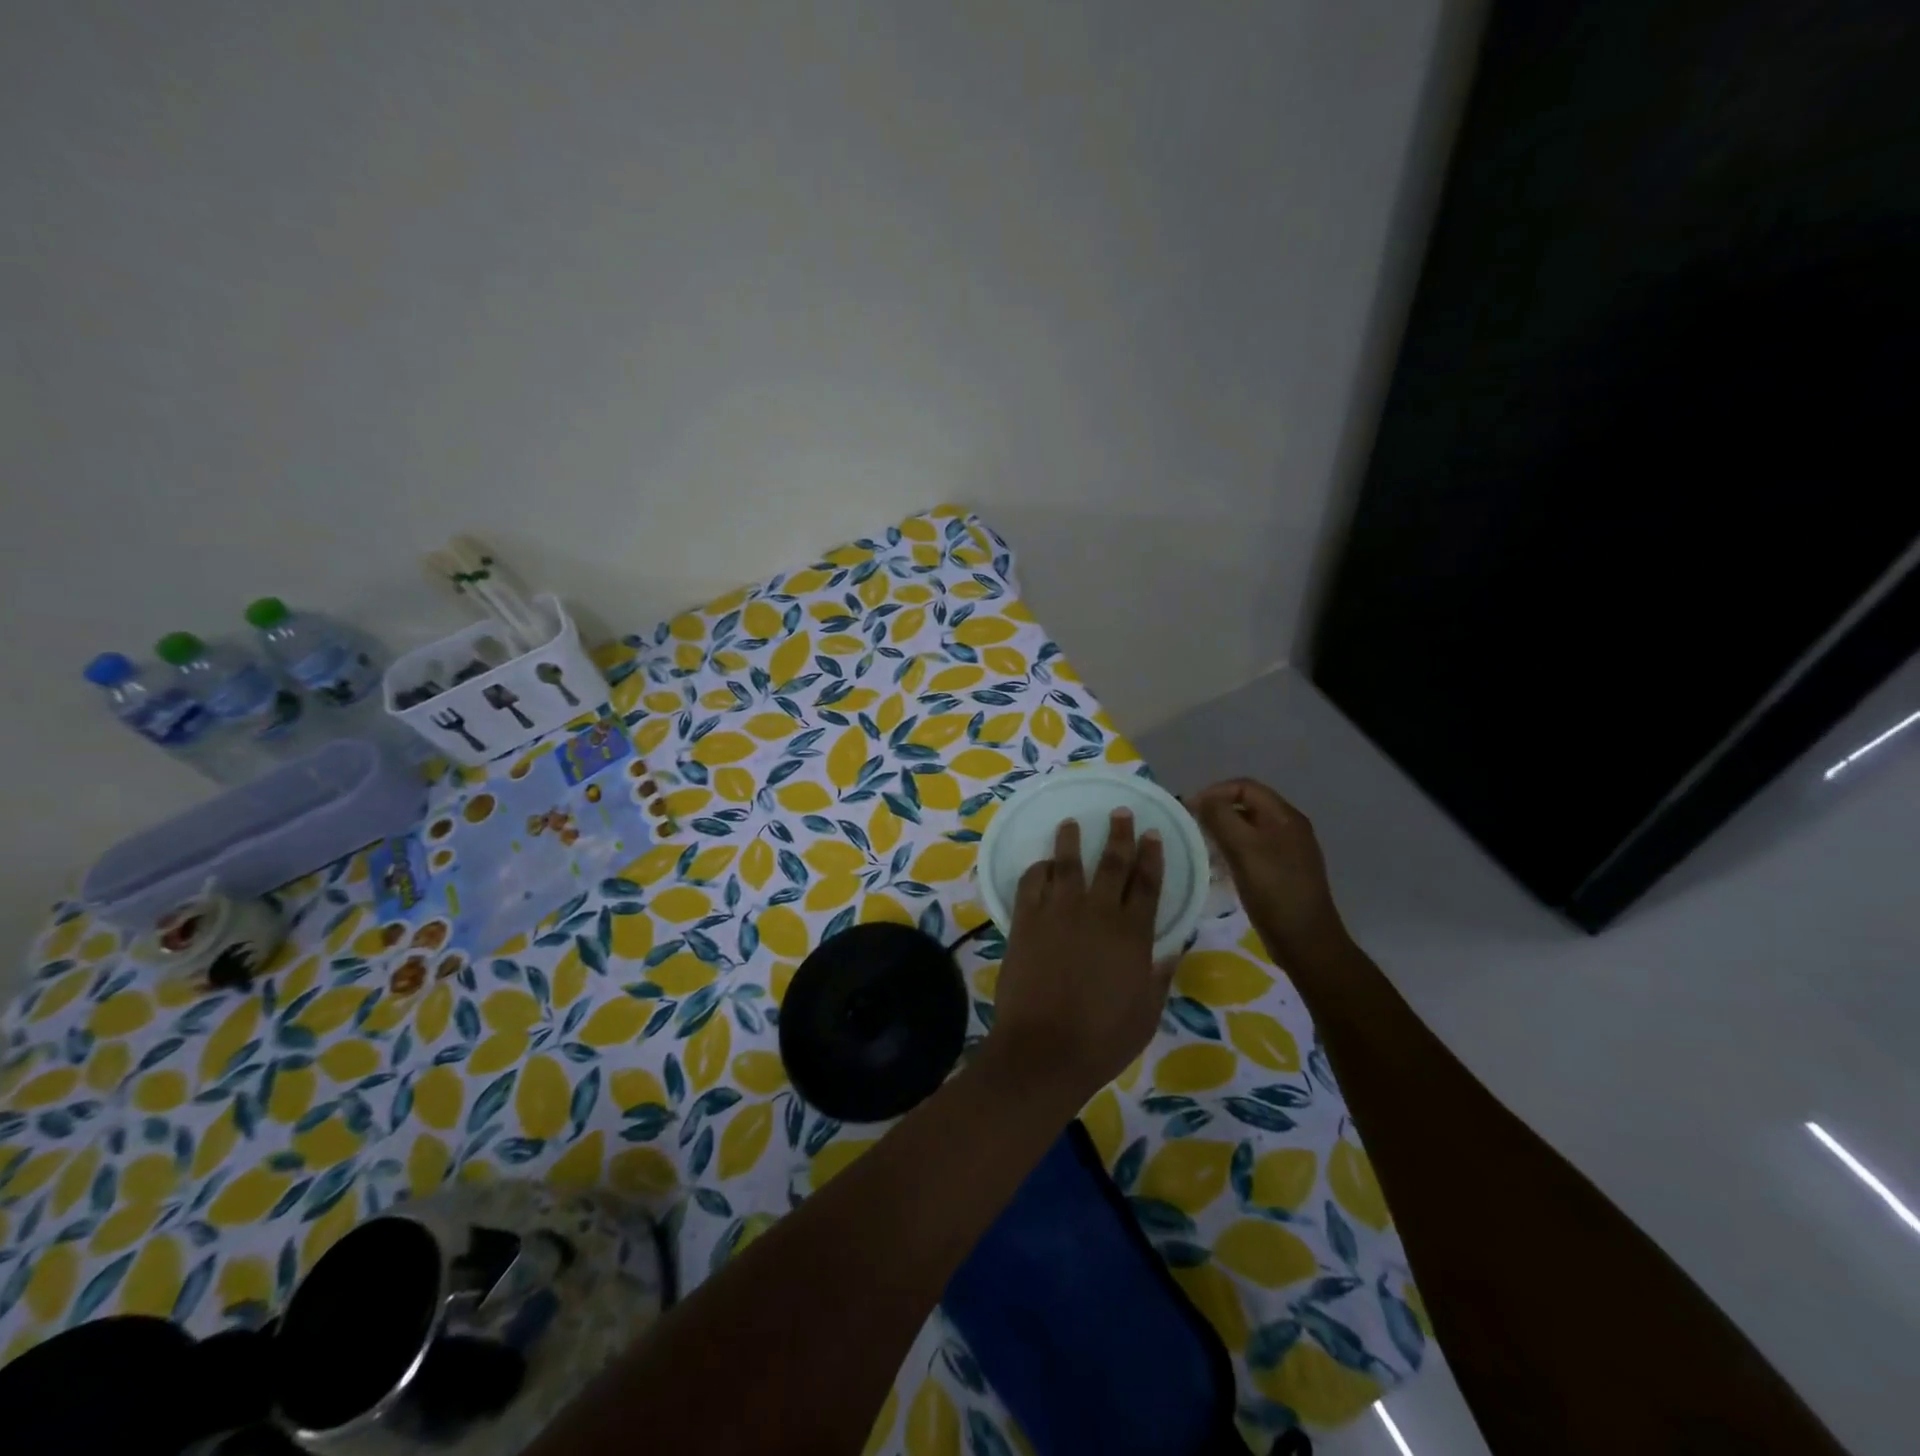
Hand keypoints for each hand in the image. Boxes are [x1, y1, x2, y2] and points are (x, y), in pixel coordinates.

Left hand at [988, 809, 1170, 1100]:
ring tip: (1072, 823)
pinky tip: (1041, 864)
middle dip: (1119, 835)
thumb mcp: (1146, 1014)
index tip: (1152, 834)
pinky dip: (1037, 870)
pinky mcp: (1025, 920)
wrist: (1044, 1050)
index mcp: (1133, 934)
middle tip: (1121, 813)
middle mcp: (1098, 913)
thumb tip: (1171, 951)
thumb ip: (1158, 977)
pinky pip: (1031, 883)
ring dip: (1071, 840)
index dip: (1152, 856)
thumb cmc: (1102, 1039)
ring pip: (1067, 864)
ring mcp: (1058, 912)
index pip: (1148, 884)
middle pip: (1112, 863)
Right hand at [1190, 779, 1345, 963]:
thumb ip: (1220, 818)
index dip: (1215, 792)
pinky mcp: (1281, 872)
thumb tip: (1200, 799)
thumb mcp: (1243, 850)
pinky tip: (1217, 868)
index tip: (1190, 810)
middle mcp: (1289, 828)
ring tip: (1200, 847)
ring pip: (1248, 829)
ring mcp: (1287, 851)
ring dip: (1222, 832)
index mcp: (1285, 817)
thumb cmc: (1274, 891)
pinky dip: (1231, 851)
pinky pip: (1252, 850)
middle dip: (1217, 811)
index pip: (1245, 787)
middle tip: (1191, 827)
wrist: (1306, 941)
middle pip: (1247, 805)